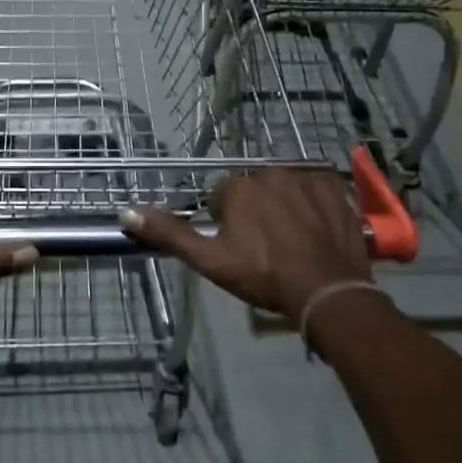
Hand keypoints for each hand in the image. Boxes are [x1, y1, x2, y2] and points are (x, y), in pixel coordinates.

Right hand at [122, 169, 370, 317]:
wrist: (327, 291)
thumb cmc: (263, 275)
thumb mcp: (210, 260)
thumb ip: (169, 233)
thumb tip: (127, 212)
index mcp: (237, 187)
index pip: (222, 197)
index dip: (227, 224)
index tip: (240, 248)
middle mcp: (269, 171)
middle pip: (254, 189)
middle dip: (256, 211)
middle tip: (267, 247)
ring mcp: (305, 176)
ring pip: (285, 187)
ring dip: (285, 205)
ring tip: (294, 240)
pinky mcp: (334, 185)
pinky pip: (317, 187)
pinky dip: (315, 203)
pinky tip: (317, 229)